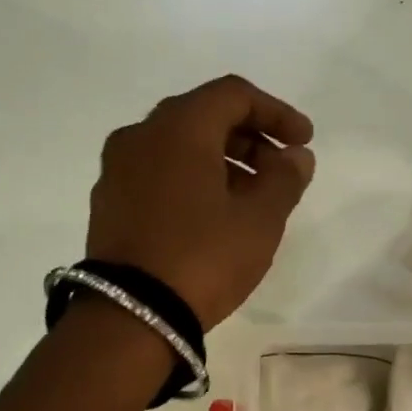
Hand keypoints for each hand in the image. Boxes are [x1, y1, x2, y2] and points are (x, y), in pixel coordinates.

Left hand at [87, 75, 315, 329]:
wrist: (130, 315)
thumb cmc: (203, 258)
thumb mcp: (259, 220)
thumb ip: (285, 179)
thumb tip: (295, 156)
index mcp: (179, 127)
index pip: (234, 95)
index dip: (276, 113)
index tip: (304, 142)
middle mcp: (141, 135)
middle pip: (204, 117)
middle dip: (250, 138)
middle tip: (281, 172)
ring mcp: (117, 169)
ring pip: (178, 147)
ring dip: (221, 161)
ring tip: (252, 199)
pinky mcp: (108, 202)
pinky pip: (157, 173)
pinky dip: (191, 180)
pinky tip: (212, 215)